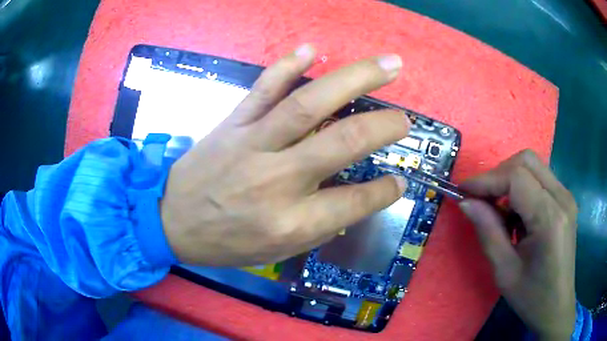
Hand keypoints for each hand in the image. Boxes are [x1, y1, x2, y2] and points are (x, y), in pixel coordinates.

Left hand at [160, 44, 410, 266]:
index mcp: (291, 222)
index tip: (400, 179)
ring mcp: (253, 144)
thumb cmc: (225, 244)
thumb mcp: (276, 252)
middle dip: (383, 126)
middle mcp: (278, 180)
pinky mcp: (232, 123)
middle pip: (342, 142)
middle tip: (406, 119)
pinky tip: (312, 49)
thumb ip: (317, 227)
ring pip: (309, 104)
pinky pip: (263, 88)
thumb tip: (353, 204)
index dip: (385, 190)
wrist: (171, 220)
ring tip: (388, 66)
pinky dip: (287, 65)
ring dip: (355, 79)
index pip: (355, 202)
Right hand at [459, 150, 576, 339]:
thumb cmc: (531, 297)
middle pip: (526, 161)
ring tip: (498, 210)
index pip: (516, 177)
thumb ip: (487, 232)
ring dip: (510, 180)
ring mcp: (566, 196)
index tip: (463, 191)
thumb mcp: (504, 271)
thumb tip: (466, 203)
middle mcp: (562, 198)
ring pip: (533, 166)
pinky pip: (540, 179)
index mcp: (550, 218)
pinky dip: (522, 188)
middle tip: (481, 199)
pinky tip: (516, 216)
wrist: (557, 306)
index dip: (487, 180)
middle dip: (499, 174)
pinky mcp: (565, 200)